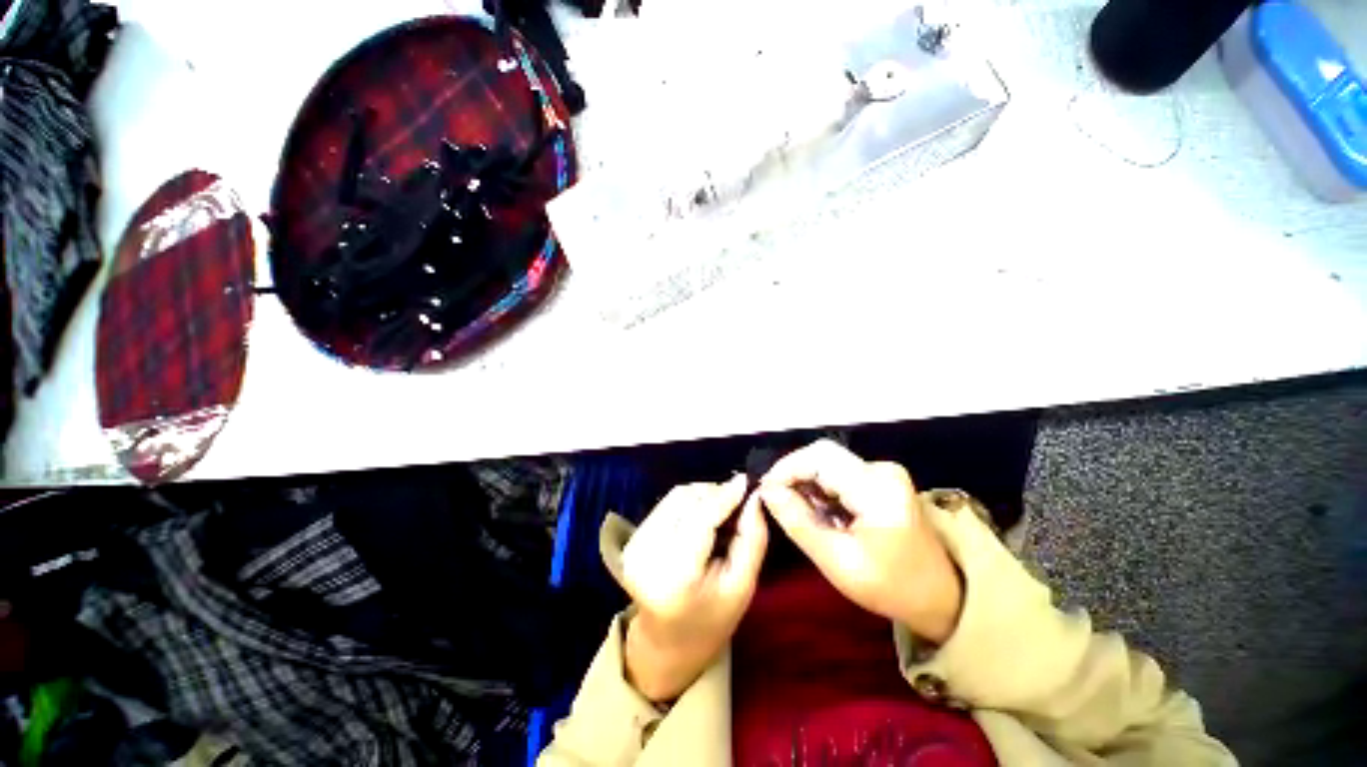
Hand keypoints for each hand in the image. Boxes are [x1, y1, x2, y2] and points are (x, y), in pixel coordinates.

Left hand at [621, 476, 767, 701]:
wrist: (667, 643)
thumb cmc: (712, 619)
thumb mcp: (743, 586)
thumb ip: (752, 538)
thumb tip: (754, 494)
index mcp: (675, 576)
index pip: (700, 519)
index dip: (724, 495)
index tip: (747, 481)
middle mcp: (647, 556)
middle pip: (686, 500)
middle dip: (715, 494)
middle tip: (738, 504)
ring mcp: (634, 546)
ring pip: (675, 497)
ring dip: (703, 496)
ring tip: (721, 513)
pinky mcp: (632, 539)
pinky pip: (667, 503)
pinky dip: (689, 502)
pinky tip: (702, 519)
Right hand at [760, 440, 962, 643]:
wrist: (941, 597)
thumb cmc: (891, 586)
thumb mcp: (837, 561)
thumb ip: (798, 521)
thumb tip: (766, 491)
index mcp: (877, 488)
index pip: (820, 458)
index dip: (786, 468)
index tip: (764, 490)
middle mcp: (881, 469)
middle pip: (822, 455)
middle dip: (793, 473)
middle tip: (774, 499)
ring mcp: (882, 473)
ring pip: (828, 463)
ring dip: (805, 481)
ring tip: (795, 510)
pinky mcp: (880, 480)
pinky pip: (838, 474)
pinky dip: (820, 488)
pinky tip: (816, 511)